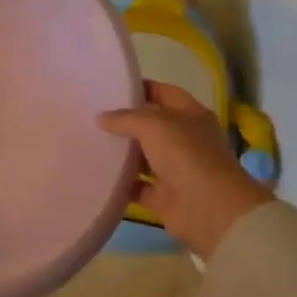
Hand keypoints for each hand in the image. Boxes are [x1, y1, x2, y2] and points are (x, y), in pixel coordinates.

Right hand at [99, 82, 273, 256]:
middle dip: (123, 121)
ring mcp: (173, 169)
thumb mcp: (153, 125)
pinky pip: (135, 185)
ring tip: (87, 141)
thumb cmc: (186, 155)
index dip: (139, 87)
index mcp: (190, 115)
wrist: (209, 209)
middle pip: (149, 125)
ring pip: (141, 156)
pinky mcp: (162, 196)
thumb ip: (125, 118)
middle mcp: (183, 139)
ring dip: (119, 152)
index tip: (109, 87)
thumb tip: (102, 118)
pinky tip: (95, 172)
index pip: (163, 93)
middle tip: (90, 114)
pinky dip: (119, 182)